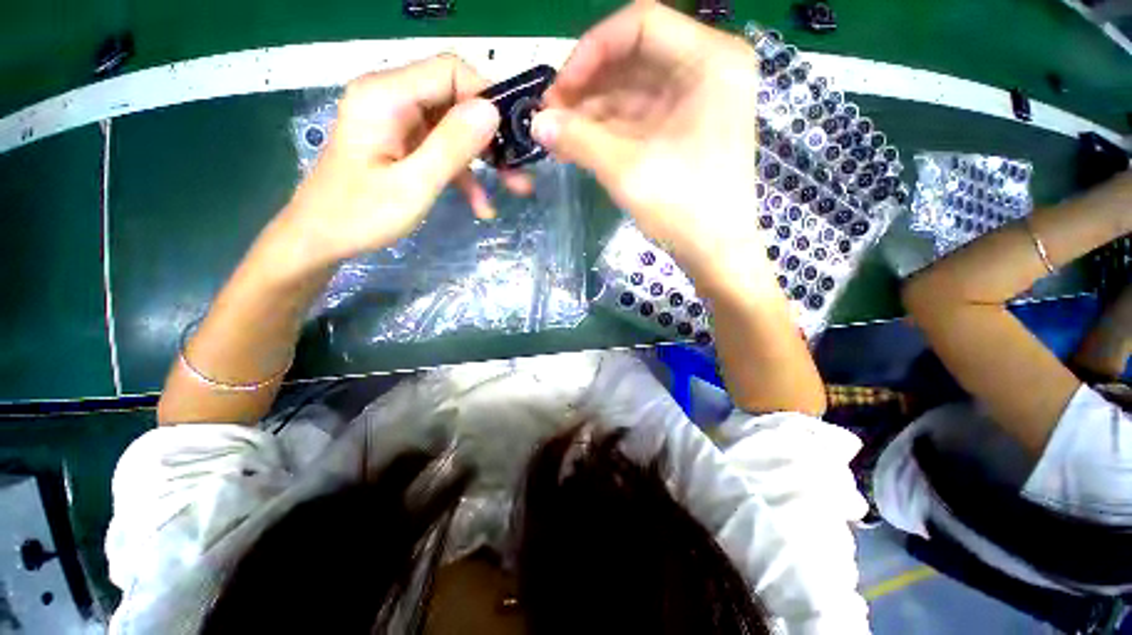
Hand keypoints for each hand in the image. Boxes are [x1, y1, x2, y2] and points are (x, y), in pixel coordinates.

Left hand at [280, 54, 530, 269]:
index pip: (450, 71)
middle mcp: (392, 98)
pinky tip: (481, 205)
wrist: (322, 238)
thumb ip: (452, 147)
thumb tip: (492, 112)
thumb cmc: (361, 215)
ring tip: (513, 189)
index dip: (487, 98)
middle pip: (456, 98)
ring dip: (484, 159)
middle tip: (520, 169)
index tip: (513, 137)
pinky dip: (465, 174)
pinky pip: (443, 149)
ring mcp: (398, 122)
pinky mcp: (403, 143)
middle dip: (492, 135)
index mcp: (386, 96)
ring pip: (455, 127)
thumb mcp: (413, 185)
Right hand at [531, 1, 759, 282]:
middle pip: (634, 59)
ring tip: (559, 134)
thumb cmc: (684, 209)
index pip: (640, 25)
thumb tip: (536, 123)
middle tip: (551, 116)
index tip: (559, 89)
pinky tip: (580, 143)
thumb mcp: (627, 170)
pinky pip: (639, 117)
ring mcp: (697, 103)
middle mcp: (708, 71)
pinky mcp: (685, 130)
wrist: (716, 253)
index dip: (591, 51)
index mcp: (710, 61)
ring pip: (633, 91)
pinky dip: (608, 129)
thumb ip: (579, 139)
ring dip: (593, 111)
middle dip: (588, 86)